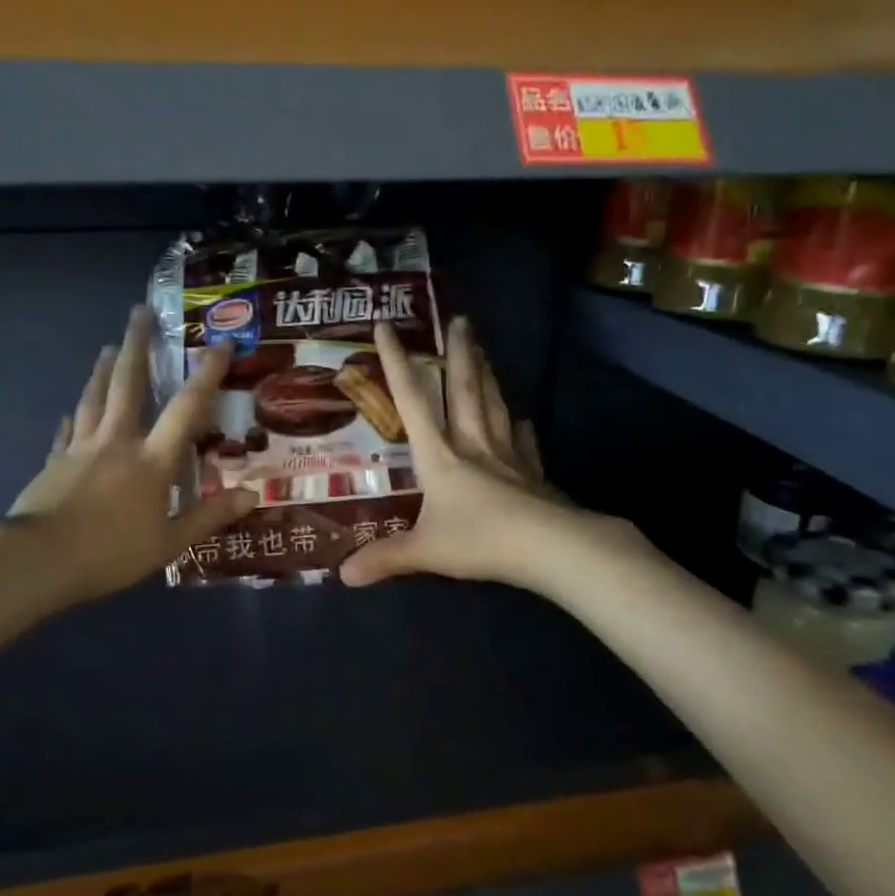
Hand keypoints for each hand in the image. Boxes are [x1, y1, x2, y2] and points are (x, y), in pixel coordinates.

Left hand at [9, 306, 256, 602]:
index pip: (186, 407)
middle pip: (127, 383)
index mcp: (152, 458)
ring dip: (103, 369)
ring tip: (108, 347)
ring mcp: (82, 447)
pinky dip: (72, 418)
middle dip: (136, 344)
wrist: (41, 559)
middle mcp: (118, 440)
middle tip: (140, 312)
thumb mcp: (170, 541)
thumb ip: (210, 516)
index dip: (205, 374)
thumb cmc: (112, 552)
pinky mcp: (55, 461)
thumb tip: (252, 495)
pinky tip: (70, 412)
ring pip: (94, 397)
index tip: (218, 344)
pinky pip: (66, 431)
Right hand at [340, 316, 582, 590]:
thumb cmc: (482, 541)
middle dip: (459, 354)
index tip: (386, 325)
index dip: (396, 362)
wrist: (553, 549)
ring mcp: (507, 457)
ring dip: (487, 375)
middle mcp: (473, 445)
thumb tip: (341, 575)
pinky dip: (519, 428)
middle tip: (460, 320)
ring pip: (493, 405)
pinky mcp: (533, 474)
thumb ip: (385, 559)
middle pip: (464, 390)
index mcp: (440, 456)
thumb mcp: (425, 552)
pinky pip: (523, 442)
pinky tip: (521, 419)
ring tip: (484, 349)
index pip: (412, 400)